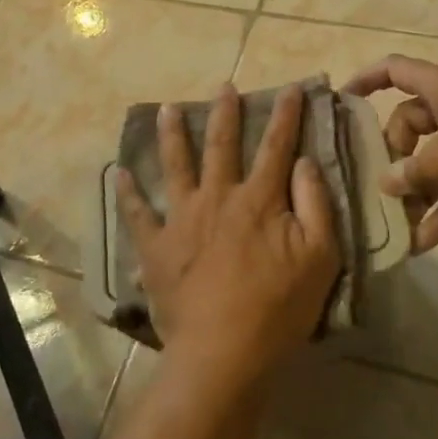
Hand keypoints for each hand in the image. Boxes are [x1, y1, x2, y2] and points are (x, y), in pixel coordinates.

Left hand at [117, 84, 340, 389]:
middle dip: (225, 113)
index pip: (276, 147)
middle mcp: (217, 197)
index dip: (286, 116)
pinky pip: (137, 213)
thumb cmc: (278, 308)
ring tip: (166, 110)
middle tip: (223, 86)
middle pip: (221, 145)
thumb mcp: (319, 258)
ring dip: (171, 135)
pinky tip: (118, 173)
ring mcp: (181, 219)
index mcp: (258, 200)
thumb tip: (305, 162)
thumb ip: (315, 205)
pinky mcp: (156, 246)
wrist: (222, 352)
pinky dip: (127, 192)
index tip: (291, 88)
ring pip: (175, 165)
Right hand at [344, 54, 437, 251]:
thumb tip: (386, 183)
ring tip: (392, 221)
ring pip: (431, 162)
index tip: (342, 102)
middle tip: (379, 183)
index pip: (395, 70)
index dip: (366, 80)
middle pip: (408, 124)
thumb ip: (410, 172)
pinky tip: (418, 245)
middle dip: (391, 155)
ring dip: (414, 191)